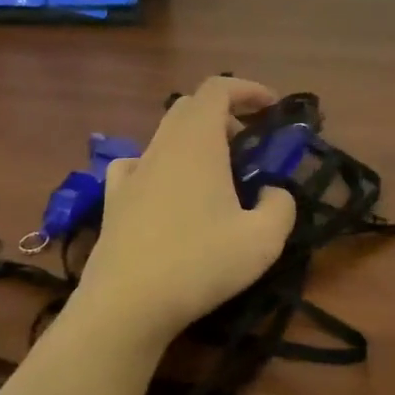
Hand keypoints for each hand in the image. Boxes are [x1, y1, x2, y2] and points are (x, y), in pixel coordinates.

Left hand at [73, 77, 296, 344]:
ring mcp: (132, 172)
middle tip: (249, 143)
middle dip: (225, 114)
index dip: (247, 89)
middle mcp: (161, 146)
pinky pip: (138, 164)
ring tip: (216, 173)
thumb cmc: (199, 264)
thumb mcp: (263, 240)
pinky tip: (169, 190)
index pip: (218, 88)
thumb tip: (272, 191)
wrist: (126, 305)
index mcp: (197, 142)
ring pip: (165, 135)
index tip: (272, 108)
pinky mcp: (113, 200)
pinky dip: (161, 164)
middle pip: (190, 107)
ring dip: (195, 140)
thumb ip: (281, 205)